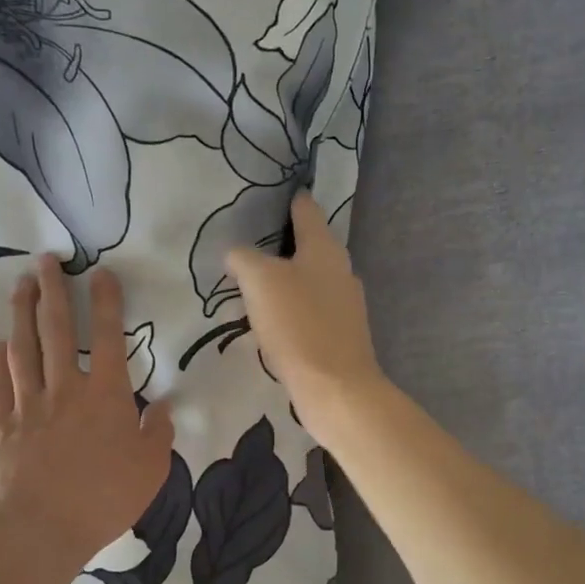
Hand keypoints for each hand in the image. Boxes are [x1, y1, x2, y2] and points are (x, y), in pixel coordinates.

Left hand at [0, 256, 174, 577]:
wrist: (37, 531)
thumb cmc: (103, 500)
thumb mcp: (151, 470)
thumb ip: (158, 433)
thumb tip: (165, 406)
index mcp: (106, 395)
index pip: (108, 336)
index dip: (105, 301)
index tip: (100, 272)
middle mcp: (65, 388)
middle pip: (56, 329)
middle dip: (53, 290)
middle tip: (47, 259)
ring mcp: (28, 404)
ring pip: (23, 347)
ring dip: (22, 312)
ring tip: (21, 283)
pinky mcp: (0, 425)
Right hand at [225, 194, 386, 437]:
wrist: (336, 388)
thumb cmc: (298, 324)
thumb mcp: (259, 281)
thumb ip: (244, 258)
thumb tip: (238, 254)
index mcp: (325, 248)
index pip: (307, 209)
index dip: (289, 199)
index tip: (271, 194)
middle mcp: (341, 270)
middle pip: (310, 245)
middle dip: (282, 244)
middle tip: (249, 246)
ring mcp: (346, 304)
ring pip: (311, 280)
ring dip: (287, 279)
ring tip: (255, 286)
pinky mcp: (343, 334)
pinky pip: (313, 310)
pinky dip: (294, 309)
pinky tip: (274, 322)